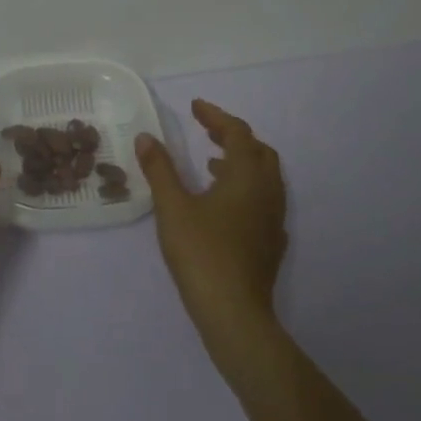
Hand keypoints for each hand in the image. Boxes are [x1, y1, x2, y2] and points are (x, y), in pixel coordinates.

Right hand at [136, 99, 287, 361]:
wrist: (234, 313)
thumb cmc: (202, 253)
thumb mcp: (172, 207)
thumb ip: (160, 169)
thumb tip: (146, 137)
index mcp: (246, 177)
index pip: (237, 133)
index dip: (216, 117)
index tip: (195, 106)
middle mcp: (268, 192)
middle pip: (258, 151)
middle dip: (234, 137)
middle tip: (207, 132)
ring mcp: (274, 219)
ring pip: (265, 177)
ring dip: (240, 162)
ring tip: (211, 163)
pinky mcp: (271, 242)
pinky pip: (264, 200)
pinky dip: (245, 187)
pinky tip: (224, 204)